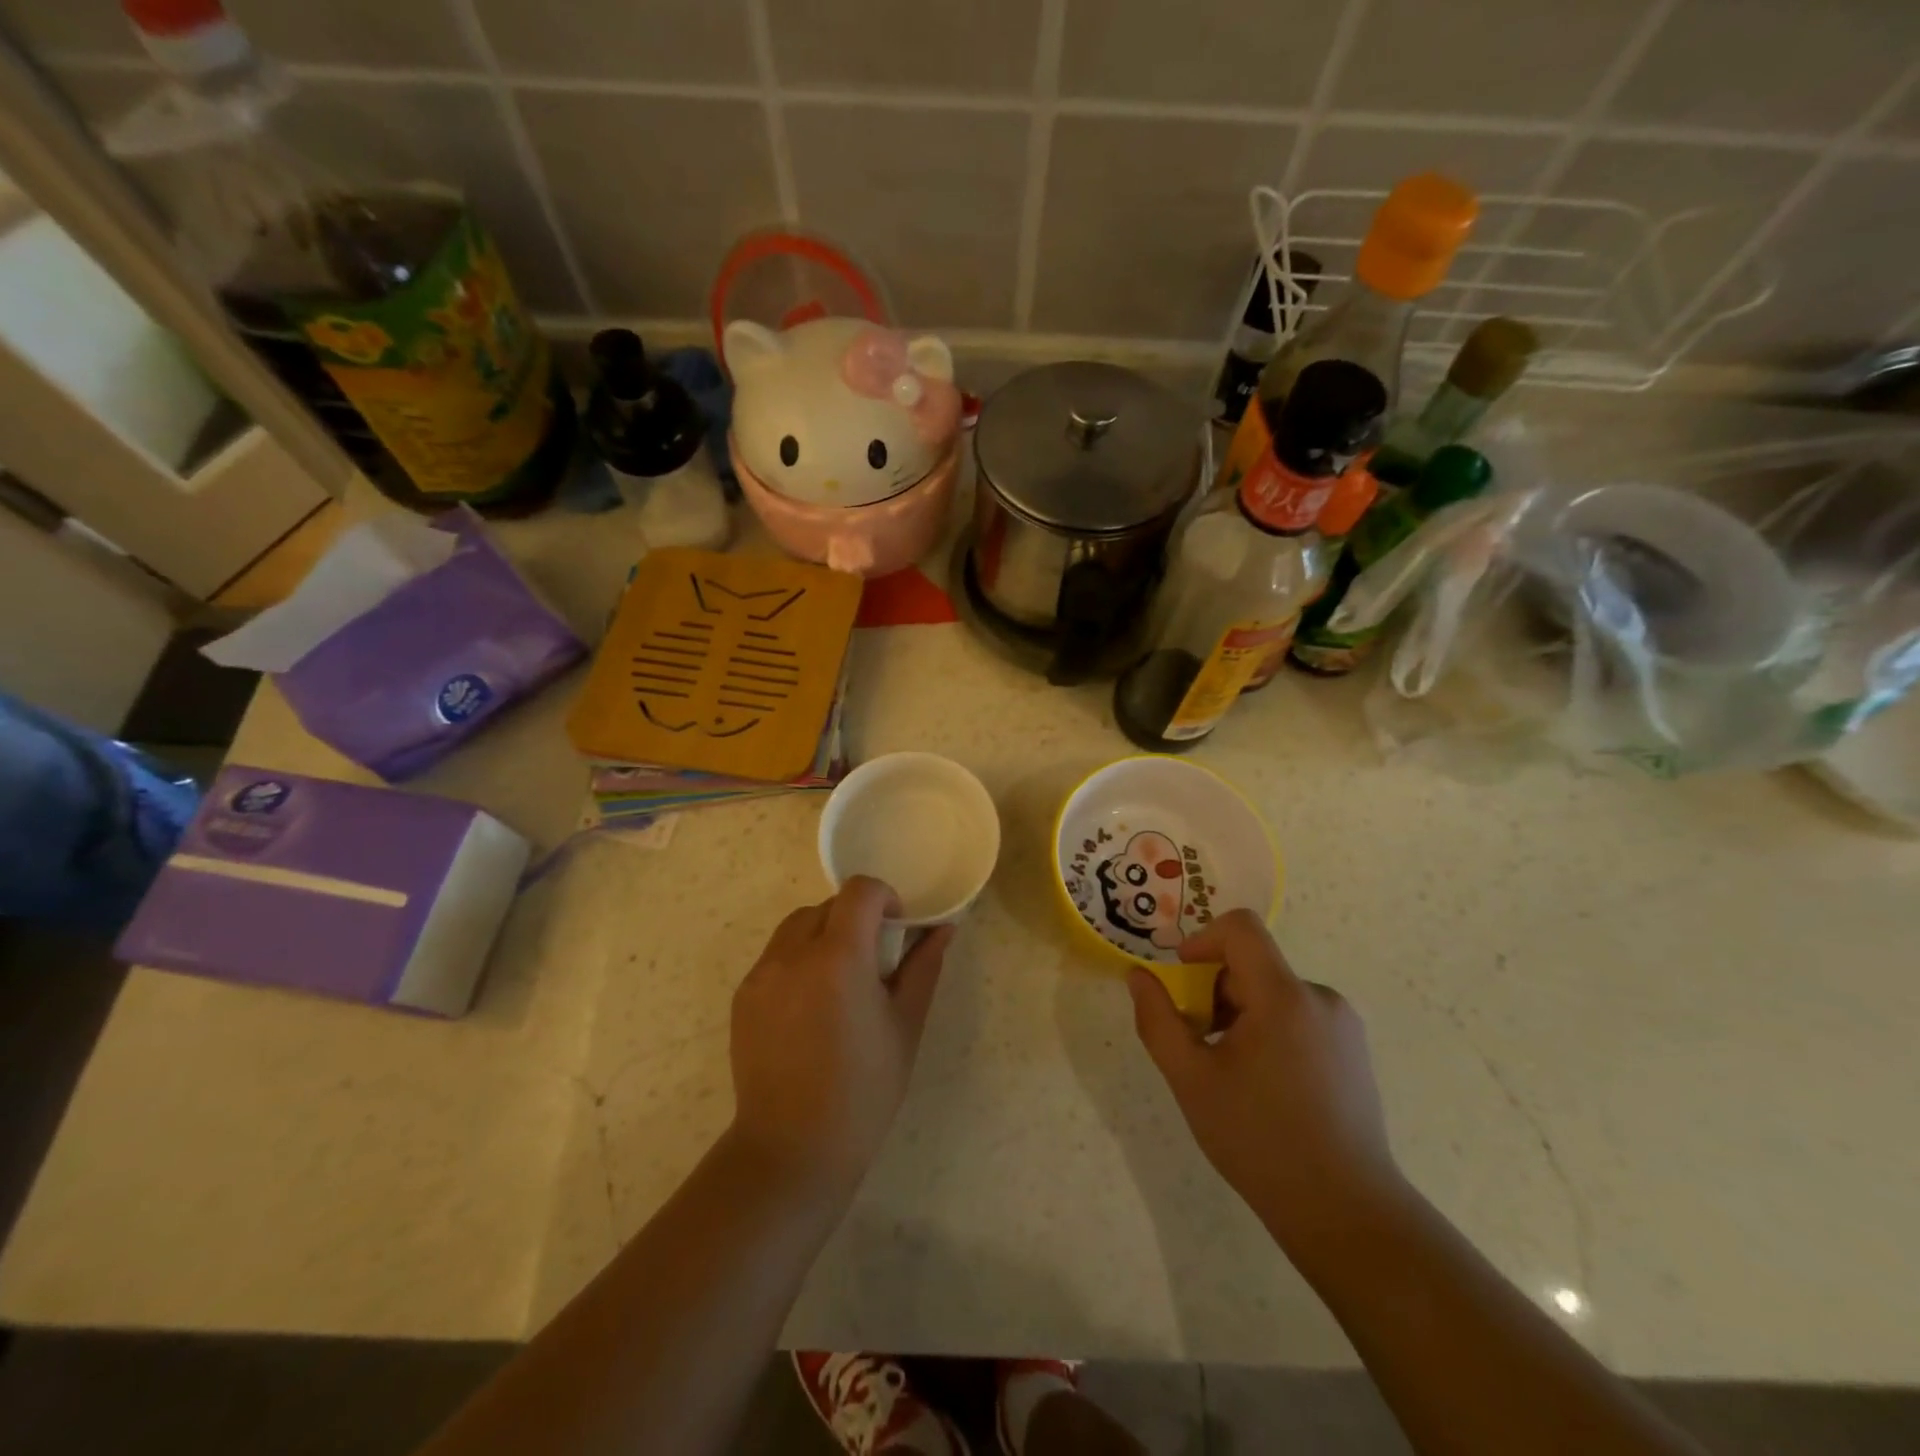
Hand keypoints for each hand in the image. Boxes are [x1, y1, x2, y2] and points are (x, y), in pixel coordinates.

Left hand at [728, 877, 952, 1197]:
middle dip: (854, 919)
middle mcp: (793, 954)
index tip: (895, 929)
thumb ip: (923, 967)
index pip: (860, 891)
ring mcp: (762, 974)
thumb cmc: (864, 1089)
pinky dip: (798, 961)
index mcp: (839, 957)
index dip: (884, 897)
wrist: (793, 1149)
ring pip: (796, 927)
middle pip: (827, 906)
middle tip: (872, 962)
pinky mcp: (743, 996)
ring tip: (839, 983)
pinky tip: (811, 1008)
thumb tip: (943, 928)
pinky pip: (775, 957)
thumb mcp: (905, 1025)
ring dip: (823, 935)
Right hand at [1126, 910, 1404, 1249]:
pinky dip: (1270, 1031)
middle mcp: (1320, 998)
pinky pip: (1299, 1017)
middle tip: (1200, 1044)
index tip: (1182, 977)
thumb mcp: (1190, 1079)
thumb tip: (1137, 976)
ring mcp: (1343, 1026)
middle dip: (1216, 992)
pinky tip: (1266, 1087)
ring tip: (1232, 1073)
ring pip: (1274, 993)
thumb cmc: (1259, 1139)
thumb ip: (1157, 1020)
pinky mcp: (1354, 1051)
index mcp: (1283, 996)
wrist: (1345, 1212)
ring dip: (1242, 1015)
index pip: (1241, 928)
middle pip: (1253, 965)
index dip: (1202, 939)